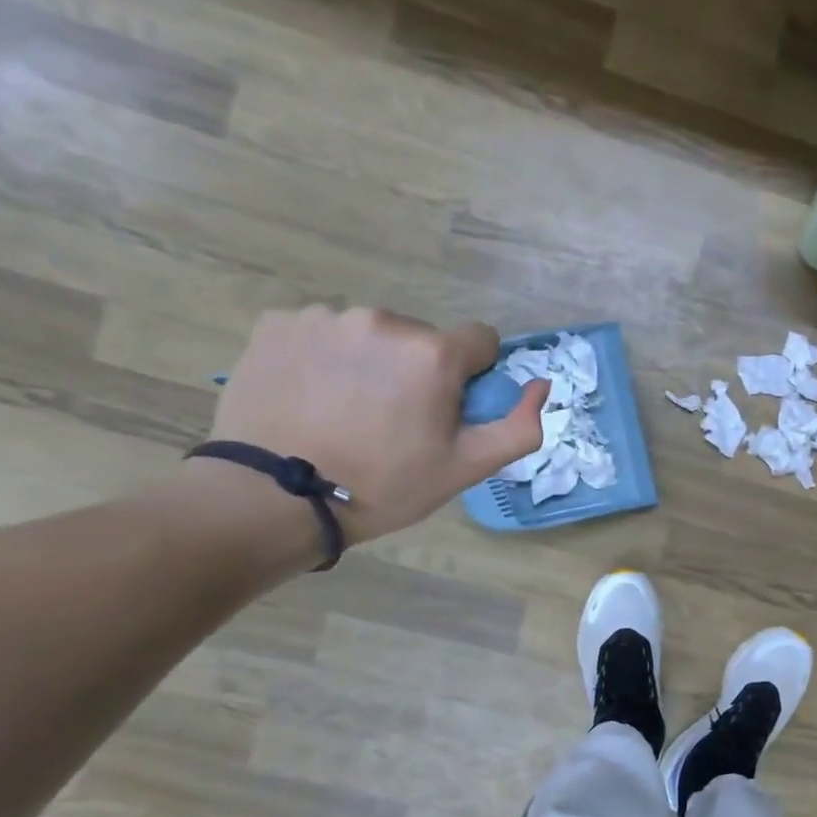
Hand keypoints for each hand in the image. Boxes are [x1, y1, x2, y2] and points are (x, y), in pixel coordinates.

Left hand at [204, 306, 545, 544]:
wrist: (274, 498)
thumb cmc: (383, 485)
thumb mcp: (466, 468)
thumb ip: (519, 427)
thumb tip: (542, 385)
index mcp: (433, 353)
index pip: (480, 340)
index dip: (472, 376)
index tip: (447, 410)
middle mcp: (382, 320)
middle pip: (423, 338)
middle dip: (419, 370)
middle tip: (394, 420)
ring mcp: (324, 318)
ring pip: (371, 334)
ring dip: (371, 362)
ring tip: (347, 411)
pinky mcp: (278, 324)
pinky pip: (322, 333)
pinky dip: (324, 358)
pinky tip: (311, 397)